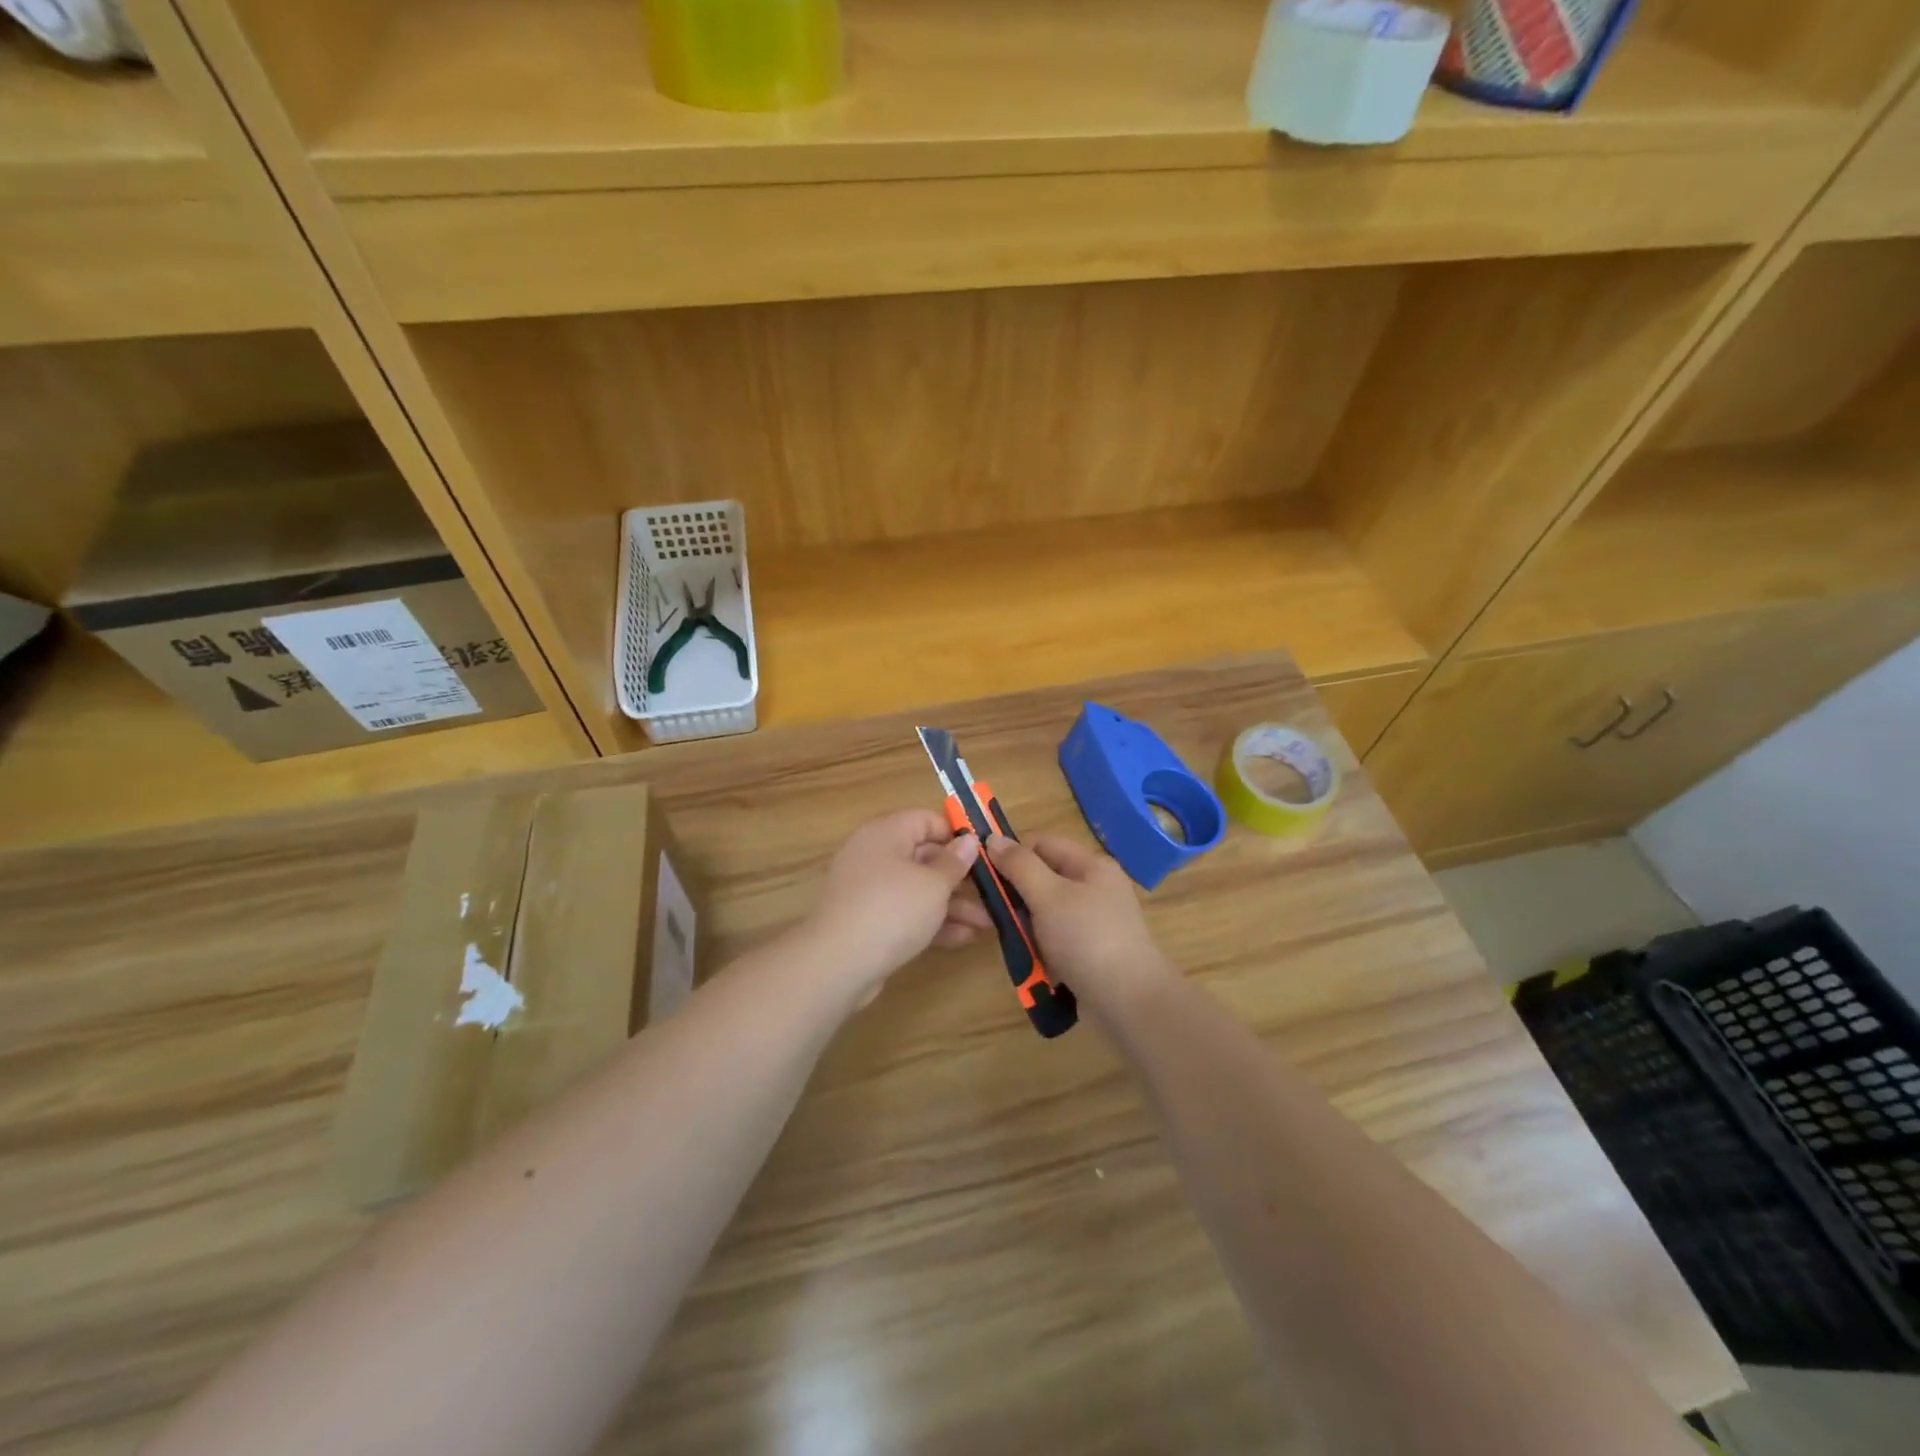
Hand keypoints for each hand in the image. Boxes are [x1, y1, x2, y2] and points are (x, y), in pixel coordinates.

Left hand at [804, 810, 991, 998]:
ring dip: (953, 905)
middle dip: (961, 877)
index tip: (985, 854)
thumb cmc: (892, 910)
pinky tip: (963, 938)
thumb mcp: (933, 884)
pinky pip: (906, 913)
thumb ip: (955, 862)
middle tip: (993, 892)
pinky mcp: (868, 921)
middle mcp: (875, 855)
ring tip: (987, 924)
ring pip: (918, 889)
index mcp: (886, 833)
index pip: (926, 819)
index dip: (956, 834)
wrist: (838, 964)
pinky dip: (932, 922)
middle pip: (925, 856)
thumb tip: (968, 840)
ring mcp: (869, 890)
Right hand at [983, 833, 1176, 1007]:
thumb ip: (1019, 865)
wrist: (1128, 1001)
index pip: (1042, 844)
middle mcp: (1095, 888)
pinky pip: (1056, 940)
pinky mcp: (1091, 952)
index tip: (985, 877)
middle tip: (992, 915)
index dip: (1012, 854)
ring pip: (1046, 912)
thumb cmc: (1086, 938)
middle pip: (1043, 879)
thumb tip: (992, 838)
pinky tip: (1031, 963)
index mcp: (1091, 865)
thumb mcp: (1048, 895)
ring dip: (1026, 926)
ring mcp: (1094, 922)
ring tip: (1012, 943)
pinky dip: (1041, 948)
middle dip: (1016, 896)